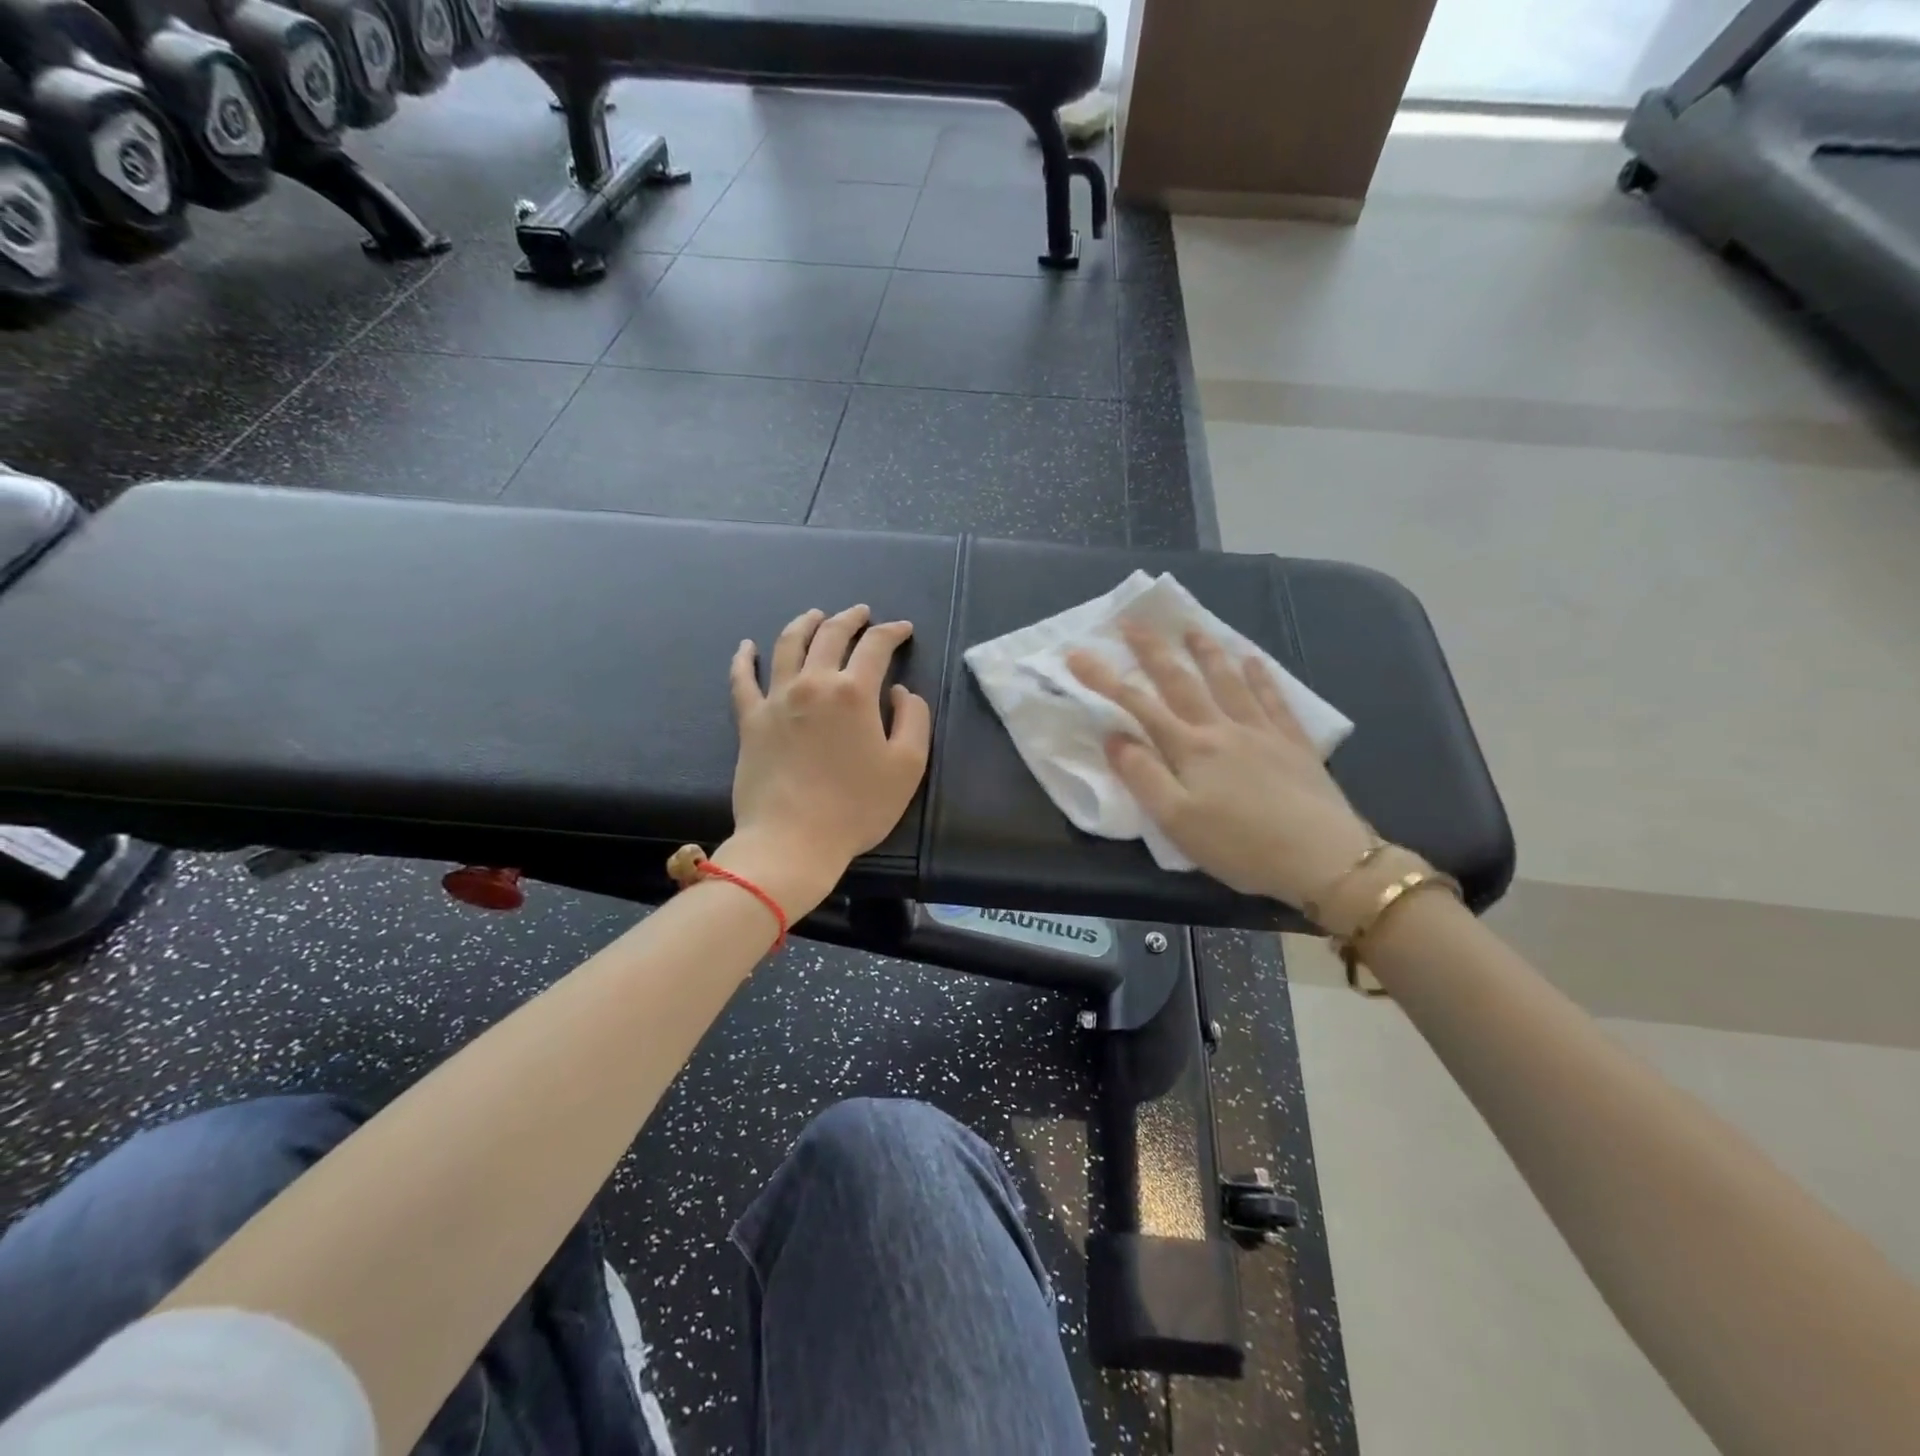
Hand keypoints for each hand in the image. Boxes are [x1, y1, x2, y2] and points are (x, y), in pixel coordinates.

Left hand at [723, 605, 931, 915]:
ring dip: (804, 624)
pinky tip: (747, 646)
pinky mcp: (749, 720)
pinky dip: (744, 658)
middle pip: (830, 635)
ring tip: (815, 615)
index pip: (875, 646)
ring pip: (788, 645)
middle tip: (861, 613)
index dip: (892, 632)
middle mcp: (813, 683)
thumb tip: (899, 691)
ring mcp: (775, 699)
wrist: (793, 841)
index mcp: (853, 692)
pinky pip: (742, 680)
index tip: (902, 629)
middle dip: (850, 619)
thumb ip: (913, 720)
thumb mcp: (907, 766)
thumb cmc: (857, 807)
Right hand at [1067, 621, 1373, 906]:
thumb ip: (1143, 776)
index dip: (1104, 678)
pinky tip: (1254, 660)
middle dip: (1153, 650)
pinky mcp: (1294, 743)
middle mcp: (1222, 728)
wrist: (1324, 859)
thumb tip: (1114, 737)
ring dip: (1206, 652)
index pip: (1138, 705)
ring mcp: (1262, 731)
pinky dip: (1260, 675)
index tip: (1077, 653)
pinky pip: (1273, 698)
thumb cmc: (1240, 846)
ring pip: (1228, 680)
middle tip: (1133, 622)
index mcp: (1190, 748)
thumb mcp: (1176, 821)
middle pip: (1181, 681)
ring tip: (1191, 628)